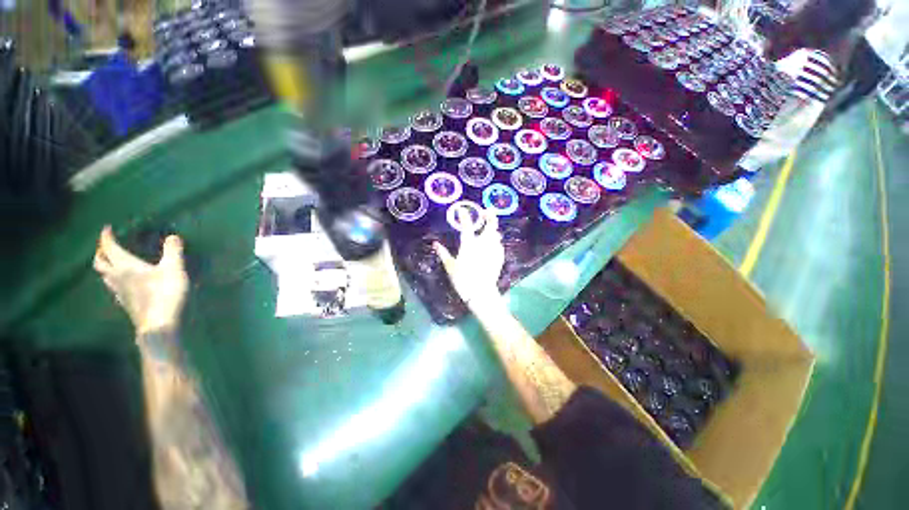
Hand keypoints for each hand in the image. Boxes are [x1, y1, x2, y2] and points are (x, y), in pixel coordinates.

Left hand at [93, 226, 187, 334]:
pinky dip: (114, 281)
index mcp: (125, 266)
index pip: (110, 248)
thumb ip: (173, 252)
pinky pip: (113, 288)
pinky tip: (123, 284)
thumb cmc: (165, 293)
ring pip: (105, 276)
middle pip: (100, 263)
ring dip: (105, 267)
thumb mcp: (174, 269)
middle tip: (106, 246)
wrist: (158, 324)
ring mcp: (119, 292)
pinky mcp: (126, 303)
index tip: (107, 229)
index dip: (106, 237)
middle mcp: (117, 277)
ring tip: (112, 263)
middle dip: (101, 252)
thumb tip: (173, 236)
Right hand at [434, 208, 504, 305]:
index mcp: (469, 245)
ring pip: (497, 234)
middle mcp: (483, 244)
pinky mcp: (500, 257)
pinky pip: (499, 244)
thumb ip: (443, 253)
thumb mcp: (450, 267)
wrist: (481, 293)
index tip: (461, 209)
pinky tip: (491, 245)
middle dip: (490, 216)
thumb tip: (435, 244)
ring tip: (488, 230)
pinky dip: (495, 242)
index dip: (464, 215)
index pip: (467, 225)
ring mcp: (493, 250)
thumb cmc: (463, 280)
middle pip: (491, 224)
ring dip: (493, 230)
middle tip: (487, 212)